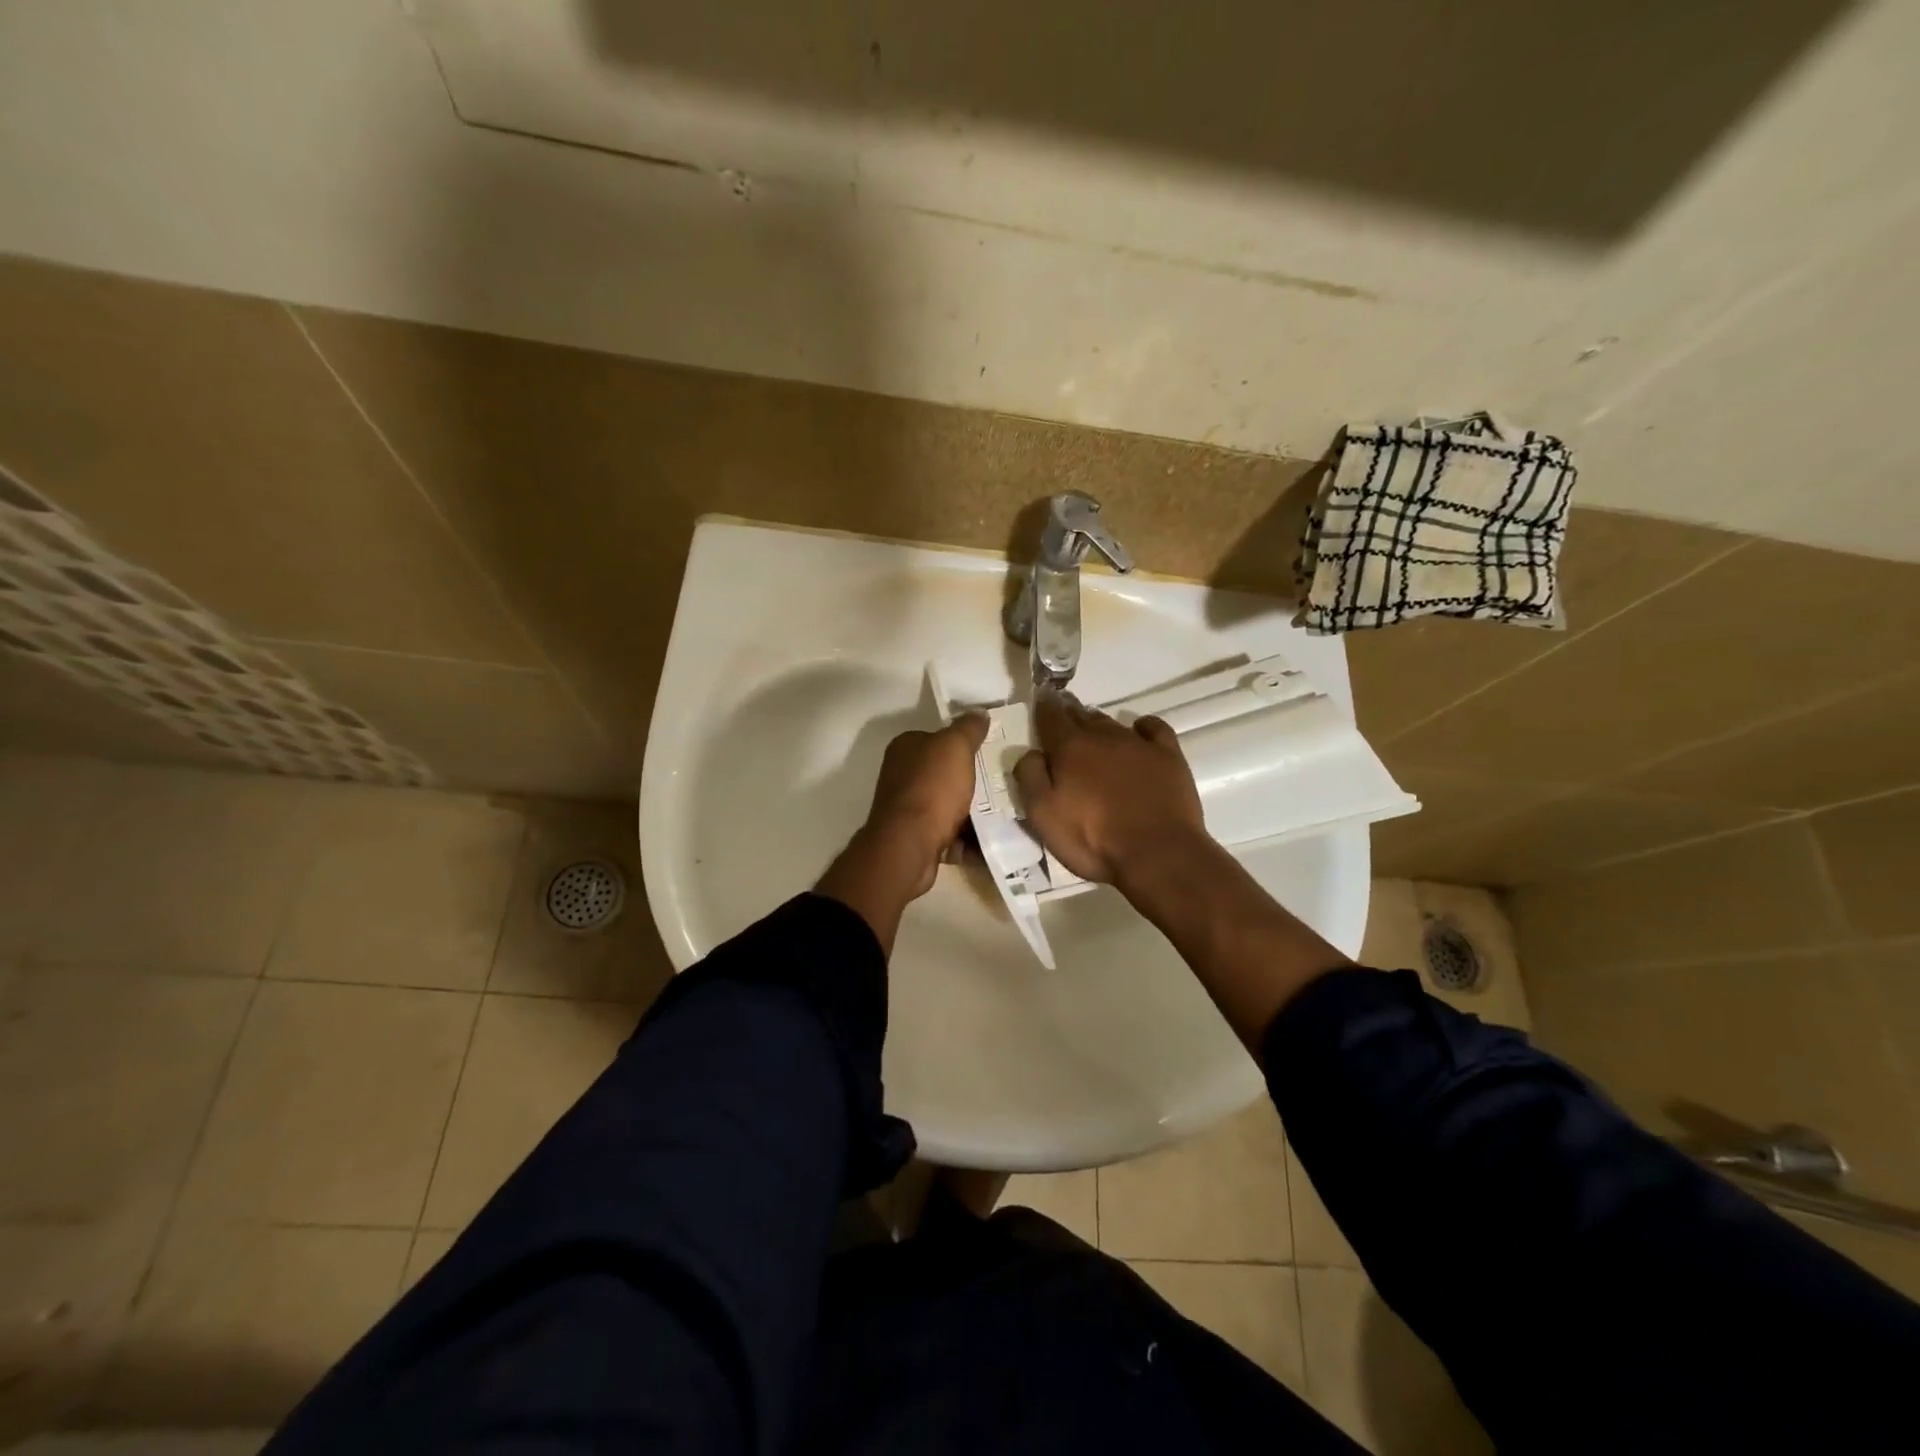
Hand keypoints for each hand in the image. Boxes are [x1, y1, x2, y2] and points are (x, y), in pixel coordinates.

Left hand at [818, 714, 989, 952]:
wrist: (909, 846)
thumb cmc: (931, 788)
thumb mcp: (954, 747)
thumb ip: (968, 728)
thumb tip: (979, 713)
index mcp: (906, 748)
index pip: (938, 738)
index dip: (964, 744)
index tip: (991, 751)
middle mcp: (902, 776)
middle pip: (946, 773)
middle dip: (973, 780)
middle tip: (1004, 784)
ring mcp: (908, 809)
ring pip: (950, 805)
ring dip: (974, 811)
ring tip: (1005, 813)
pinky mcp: (917, 838)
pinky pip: (950, 834)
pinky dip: (968, 839)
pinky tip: (992, 840)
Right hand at [1014, 690, 1207, 885]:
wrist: (1157, 853)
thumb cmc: (1093, 838)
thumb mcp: (1042, 815)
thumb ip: (1029, 777)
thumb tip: (1031, 752)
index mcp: (1070, 748)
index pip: (1051, 717)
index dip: (1044, 707)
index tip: (1041, 699)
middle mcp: (1103, 736)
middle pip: (1082, 716)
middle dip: (1070, 712)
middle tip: (1063, 712)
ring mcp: (1138, 744)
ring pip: (1112, 723)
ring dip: (1099, 723)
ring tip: (1092, 727)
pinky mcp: (1168, 756)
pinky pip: (1154, 728)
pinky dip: (1143, 726)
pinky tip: (1139, 730)